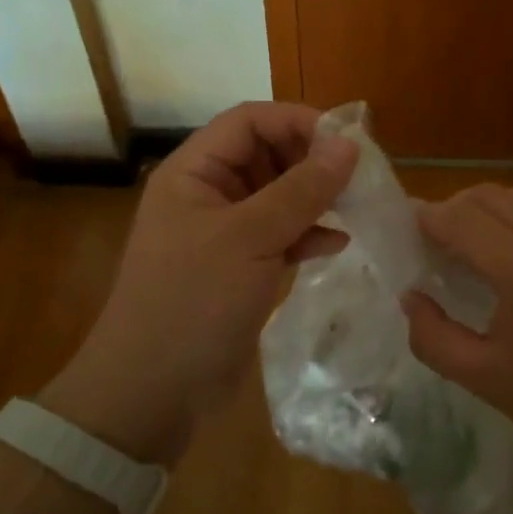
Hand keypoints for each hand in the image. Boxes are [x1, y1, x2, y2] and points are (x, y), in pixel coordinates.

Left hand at [44, 103, 357, 462]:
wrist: (153, 392)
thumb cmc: (193, 302)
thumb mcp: (250, 239)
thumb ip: (301, 190)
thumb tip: (349, 146)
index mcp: (194, 172)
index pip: (249, 121)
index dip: (297, 121)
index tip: (347, 142)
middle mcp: (208, 193)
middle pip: (267, 154)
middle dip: (312, 161)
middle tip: (359, 177)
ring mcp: (225, 233)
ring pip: (278, 196)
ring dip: (316, 198)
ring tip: (357, 207)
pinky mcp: (240, 268)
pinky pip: (281, 235)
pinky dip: (308, 234)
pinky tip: (338, 243)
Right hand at [402, 184, 512, 445]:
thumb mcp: (485, 379)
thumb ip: (434, 338)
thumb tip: (410, 297)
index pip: (461, 220)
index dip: (426, 218)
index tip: (403, 226)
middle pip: (488, 196)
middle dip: (451, 208)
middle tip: (431, 240)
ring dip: (485, 206)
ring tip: (468, 241)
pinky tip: (509, 252)